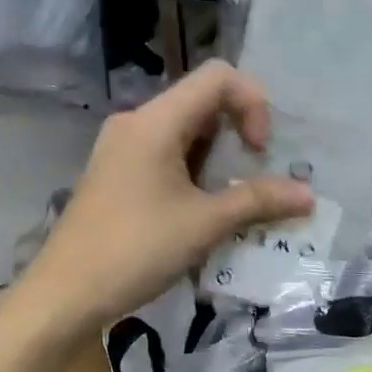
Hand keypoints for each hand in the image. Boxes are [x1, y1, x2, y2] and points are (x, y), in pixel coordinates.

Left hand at [19, 62, 313, 330]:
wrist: (63, 294)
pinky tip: (199, 209)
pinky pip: (163, 153)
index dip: (252, 104)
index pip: (217, 77)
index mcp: (155, 121)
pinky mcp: (113, 172)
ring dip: (216, 156)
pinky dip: (191, 169)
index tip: (259, 151)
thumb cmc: (136, 250)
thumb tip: (308, 196)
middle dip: (237, 132)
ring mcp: (119, 147)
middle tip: (254, 176)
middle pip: (200, 101)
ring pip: (182, 130)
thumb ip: (258, 201)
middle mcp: (135, 122)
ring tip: (230, 198)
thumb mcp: (204, 224)